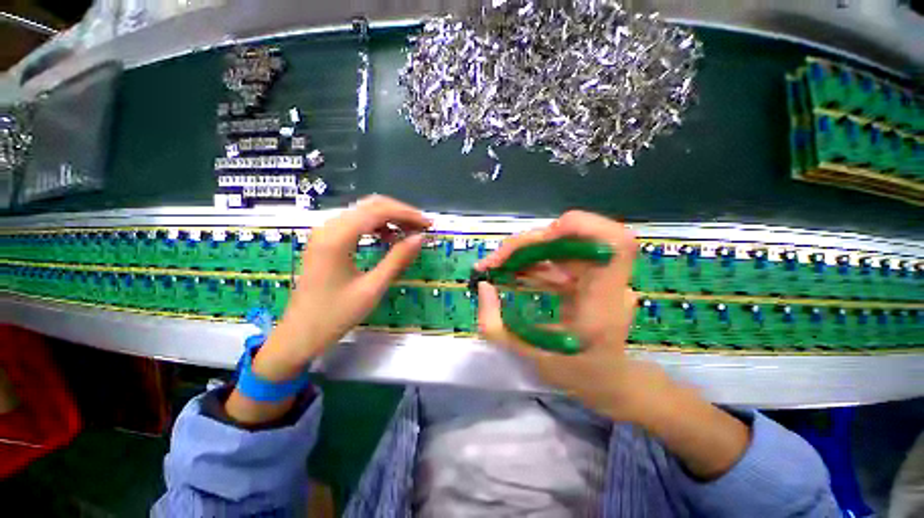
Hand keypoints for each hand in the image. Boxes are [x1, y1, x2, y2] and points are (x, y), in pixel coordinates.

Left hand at [227, 196, 428, 424]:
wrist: (300, 334)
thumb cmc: (336, 314)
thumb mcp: (373, 288)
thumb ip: (398, 259)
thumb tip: (420, 238)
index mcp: (337, 237)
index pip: (378, 211)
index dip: (407, 214)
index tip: (428, 224)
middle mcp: (329, 227)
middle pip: (370, 205)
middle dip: (400, 213)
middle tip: (422, 227)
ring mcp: (325, 232)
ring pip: (363, 212)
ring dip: (389, 218)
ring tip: (410, 232)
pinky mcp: (325, 240)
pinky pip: (355, 223)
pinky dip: (376, 226)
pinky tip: (389, 238)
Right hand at [475, 210, 672, 423]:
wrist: (608, 380)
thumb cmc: (574, 373)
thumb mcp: (528, 357)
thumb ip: (495, 325)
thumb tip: (484, 285)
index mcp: (604, 304)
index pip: (614, 243)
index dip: (581, 227)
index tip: (541, 238)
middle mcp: (608, 282)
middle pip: (576, 236)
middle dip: (530, 244)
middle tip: (498, 262)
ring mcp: (600, 275)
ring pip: (563, 243)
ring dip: (527, 251)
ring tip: (499, 268)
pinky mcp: (588, 274)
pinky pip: (558, 255)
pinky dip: (533, 259)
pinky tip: (514, 273)